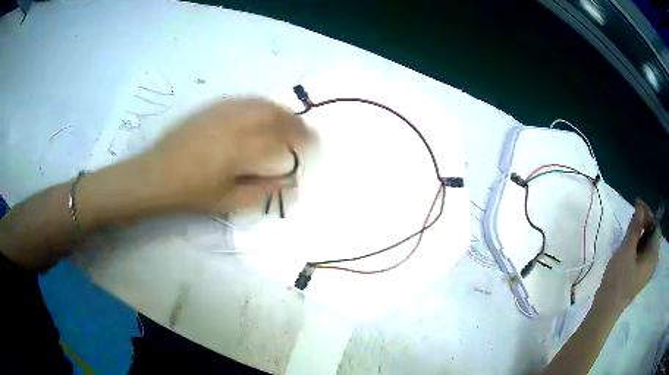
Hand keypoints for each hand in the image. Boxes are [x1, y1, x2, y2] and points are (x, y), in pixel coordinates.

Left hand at [136, 97, 311, 212]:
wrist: (156, 174)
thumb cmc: (191, 193)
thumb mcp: (229, 201)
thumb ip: (262, 191)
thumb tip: (288, 182)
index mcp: (240, 149)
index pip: (281, 138)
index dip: (302, 139)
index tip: (312, 143)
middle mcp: (234, 124)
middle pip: (273, 114)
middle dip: (293, 121)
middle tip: (303, 131)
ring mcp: (222, 112)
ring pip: (259, 103)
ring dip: (278, 110)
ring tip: (287, 120)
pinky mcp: (211, 108)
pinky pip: (243, 101)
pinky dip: (259, 105)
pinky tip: (261, 113)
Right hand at [595, 199, 660, 315]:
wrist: (606, 310)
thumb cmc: (618, 280)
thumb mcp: (626, 250)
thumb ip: (635, 228)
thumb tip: (639, 208)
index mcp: (653, 255)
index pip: (656, 226)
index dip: (648, 213)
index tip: (636, 204)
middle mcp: (653, 262)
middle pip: (653, 235)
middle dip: (645, 222)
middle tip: (633, 215)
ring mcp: (646, 271)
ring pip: (647, 245)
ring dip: (641, 233)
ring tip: (630, 228)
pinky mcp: (640, 276)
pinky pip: (643, 254)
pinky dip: (638, 245)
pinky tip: (630, 244)